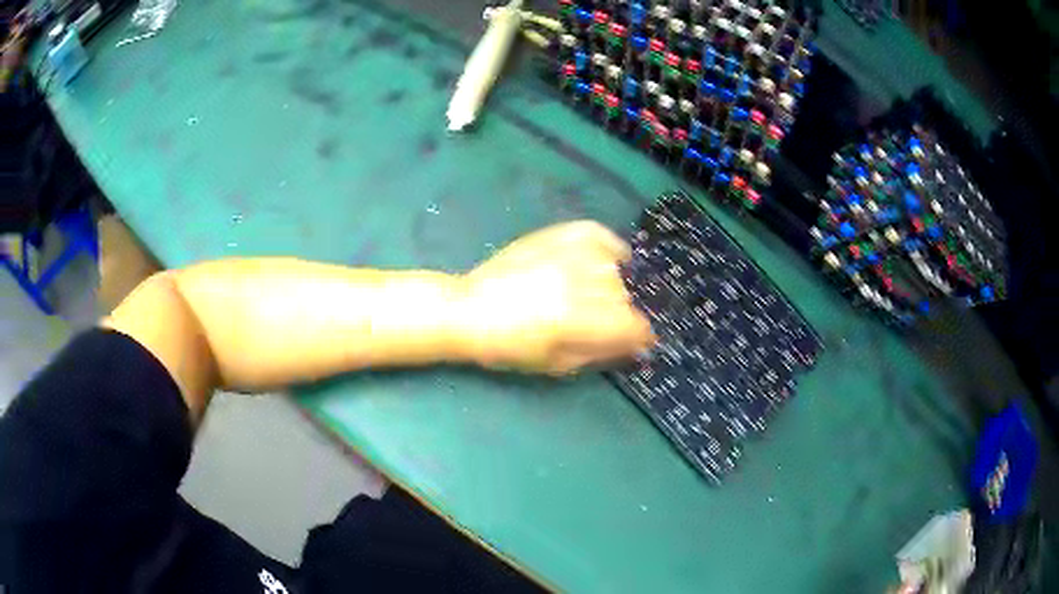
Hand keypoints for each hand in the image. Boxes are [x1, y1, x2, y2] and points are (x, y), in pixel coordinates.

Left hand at [459, 220, 654, 374]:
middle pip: (624, 298)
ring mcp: (568, 254)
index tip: (635, 340)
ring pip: (614, 268)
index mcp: (578, 320)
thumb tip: (633, 345)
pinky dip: (606, 246)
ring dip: (611, 285)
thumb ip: (601, 352)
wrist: (469, 309)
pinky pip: (597, 234)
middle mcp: (579, 282)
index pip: (634, 325)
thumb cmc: (509, 347)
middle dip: (619, 314)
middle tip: (599, 321)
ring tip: (592, 293)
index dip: (640, 337)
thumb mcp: (557, 364)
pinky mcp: (556, 235)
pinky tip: (602, 259)